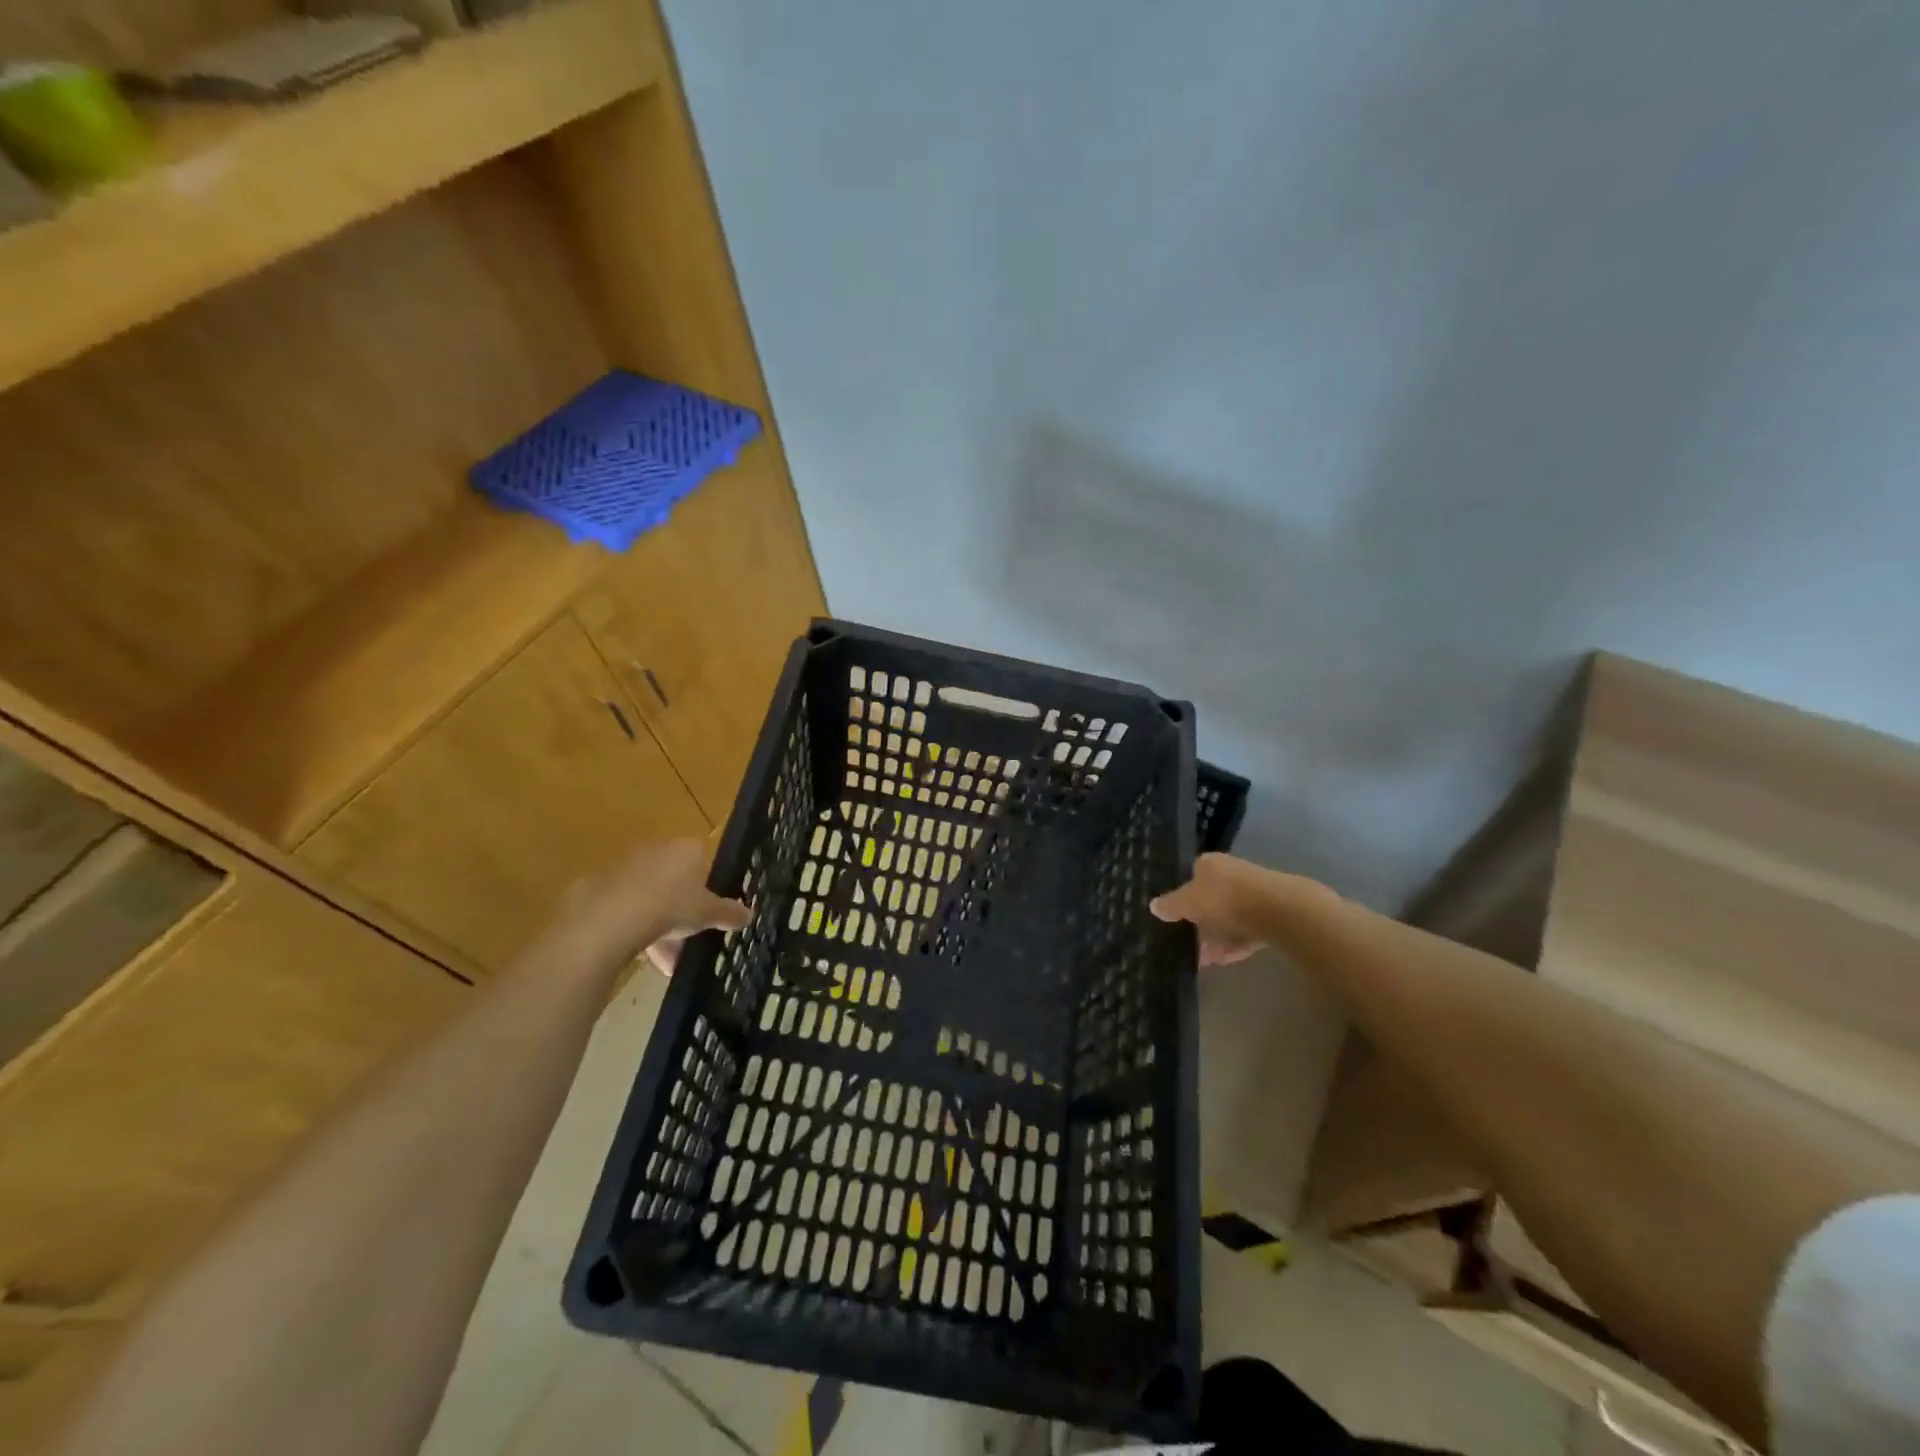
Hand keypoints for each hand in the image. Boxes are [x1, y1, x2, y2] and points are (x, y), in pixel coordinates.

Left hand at [557, 838, 748, 974]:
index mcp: (687, 849)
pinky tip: (637, 956)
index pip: (703, 862)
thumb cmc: (671, 906)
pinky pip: (625, 908)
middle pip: (675, 883)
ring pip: (650, 899)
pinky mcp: (600, 886)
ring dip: (658, 929)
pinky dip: (633, 929)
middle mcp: (658, 851)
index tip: (708, 914)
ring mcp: (626, 867)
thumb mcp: (709, 914)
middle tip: (687, 944)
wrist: (611, 917)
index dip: (707, 889)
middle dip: (681, 915)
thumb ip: (729, 913)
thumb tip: (749, 914)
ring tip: (663, 963)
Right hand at [1149, 853, 1272, 966]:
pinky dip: (1234, 945)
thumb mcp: (1187, 902)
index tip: (1175, 917)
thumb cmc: (1222, 898)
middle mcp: (1231, 873)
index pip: (1191, 876)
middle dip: (1199, 922)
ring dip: (1216, 938)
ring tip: (1203, 959)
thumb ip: (1171, 905)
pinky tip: (1223, 961)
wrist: (1275, 910)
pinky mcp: (1270, 915)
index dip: (1181, 897)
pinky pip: (1245, 932)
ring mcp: (1252, 894)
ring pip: (1228, 917)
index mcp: (1209, 863)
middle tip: (1187, 943)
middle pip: (1210, 898)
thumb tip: (1153, 905)